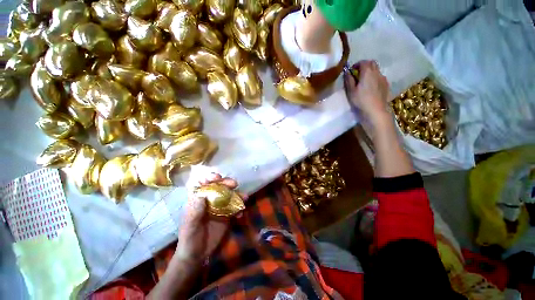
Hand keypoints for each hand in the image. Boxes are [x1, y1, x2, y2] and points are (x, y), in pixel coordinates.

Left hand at [174, 173, 240, 266]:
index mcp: (198, 200)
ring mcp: (219, 207)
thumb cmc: (189, 239)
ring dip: (237, 194)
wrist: (197, 256)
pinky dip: (239, 208)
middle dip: (227, 183)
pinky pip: (235, 208)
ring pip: (229, 195)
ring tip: (244, 197)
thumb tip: (201, 194)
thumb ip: (195, 211)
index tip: (217, 177)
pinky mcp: (227, 215)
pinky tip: (241, 214)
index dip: (210, 178)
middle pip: (219, 187)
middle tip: (234, 184)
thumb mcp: (190, 226)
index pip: (203, 184)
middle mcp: (209, 200)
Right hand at [344, 60, 390, 125]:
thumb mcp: (351, 91)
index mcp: (367, 72)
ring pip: (377, 70)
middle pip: (372, 63)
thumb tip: (347, 72)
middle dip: (365, 66)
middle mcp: (377, 72)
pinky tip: (371, 87)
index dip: (356, 65)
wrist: (376, 110)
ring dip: (370, 72)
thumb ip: (349, 80)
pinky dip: (375, 78)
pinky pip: (380, 77)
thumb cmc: (361, 100)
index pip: (363, 62)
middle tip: (358, 74)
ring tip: (364, 81)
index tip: (352, 71)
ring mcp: (383, 78)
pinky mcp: (386, 85)